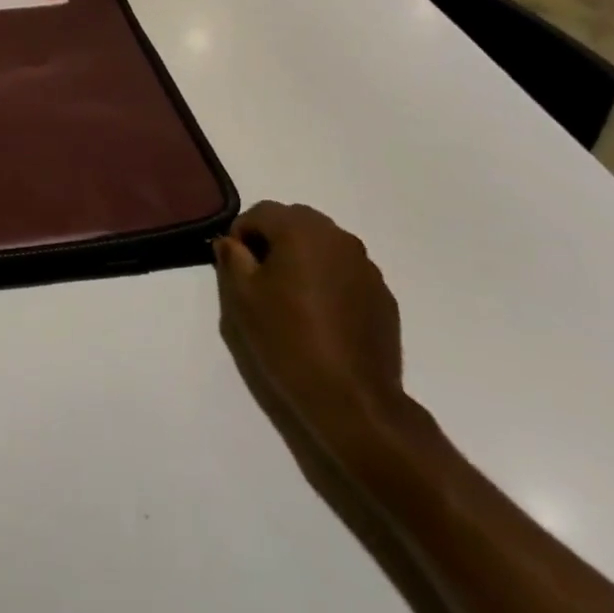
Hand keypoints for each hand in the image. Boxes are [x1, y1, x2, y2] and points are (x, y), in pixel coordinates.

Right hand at [215, 203, 409, 455]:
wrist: (353, 400)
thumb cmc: (288, 340)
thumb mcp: (242, 298)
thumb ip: (232, 258)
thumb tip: (231, 242)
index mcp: (301, 230)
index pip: (261, 212)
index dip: (241, 234)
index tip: (235, 266)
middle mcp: (338, 237)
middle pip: (295, 222)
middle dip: (273, 241)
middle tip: (259, 279)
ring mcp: (365, 266)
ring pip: (322, 246)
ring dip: (302, 259)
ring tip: (291, 298)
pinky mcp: (382, 295)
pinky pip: (345, 272)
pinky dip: (328, 281)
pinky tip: (321, 316)